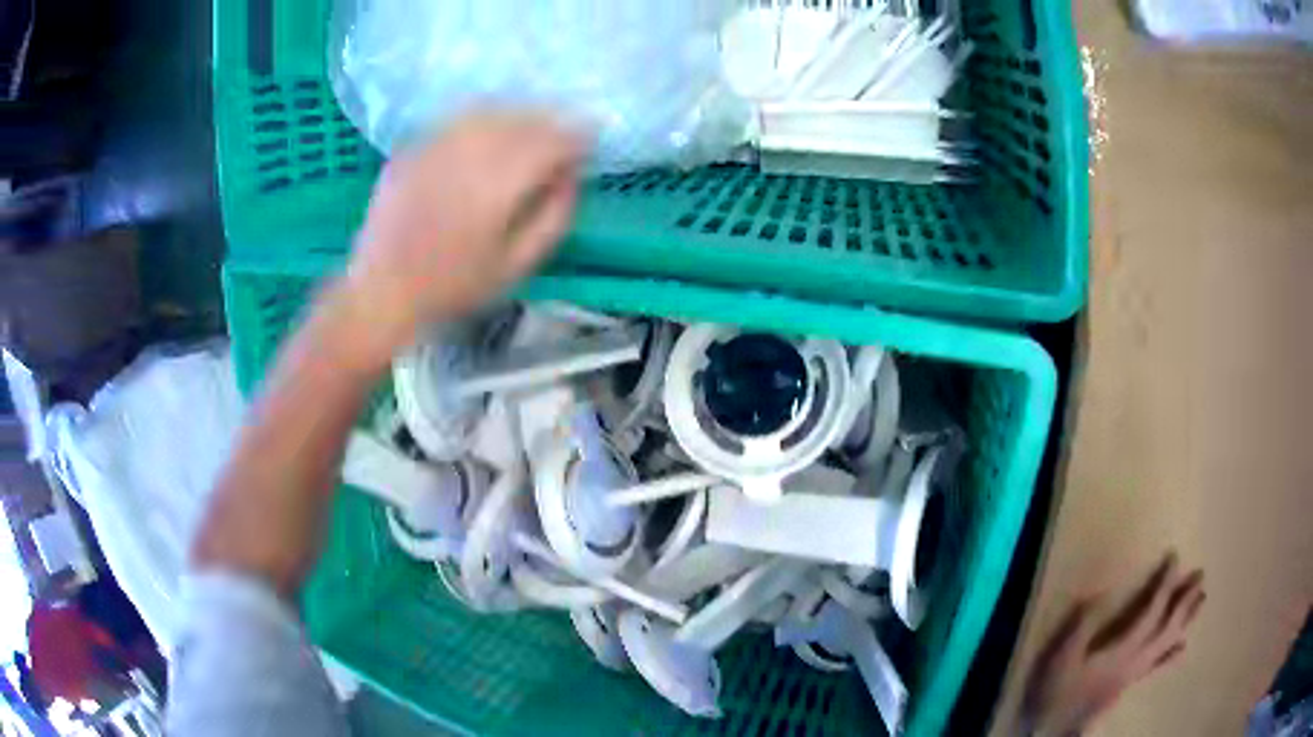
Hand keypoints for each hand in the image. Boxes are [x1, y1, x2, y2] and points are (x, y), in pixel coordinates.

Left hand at [337, 111, 586, 363]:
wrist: (382, 290)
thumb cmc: (454, 285)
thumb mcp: (517, 265)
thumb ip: (554, 216)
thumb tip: (572, 175)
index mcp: (497, 184)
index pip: (551, 141)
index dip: (576, 139)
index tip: (586, 148)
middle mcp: (467, 154)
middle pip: (521, 119)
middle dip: (548, 125)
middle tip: (559, 141)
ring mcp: (434, 146)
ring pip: (488, 112)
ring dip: (516, 118)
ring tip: (525, 135)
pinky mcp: (411, 148)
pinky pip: (456, 122)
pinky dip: (479, 123)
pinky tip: (483, 140)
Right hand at [1022, 552, 1205, 735]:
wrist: (1051, 731)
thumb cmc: (1056, 693)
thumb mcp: (1063, 657)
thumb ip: (1084, 625)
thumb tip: (1104, 592)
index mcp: (1123, 651)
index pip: (1152, 611)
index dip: (1165, 583)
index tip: (1174, 557)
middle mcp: (1136, 661)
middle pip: (1167, 628)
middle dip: (1185, 600)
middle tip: (1201, 575)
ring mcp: (1134, 675)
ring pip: (1167, 644)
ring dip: (1185, 621)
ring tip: (1201, 600)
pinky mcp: (1128, 685)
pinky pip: (1156, 668)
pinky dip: (1171, 656)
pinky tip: (1182, 647)